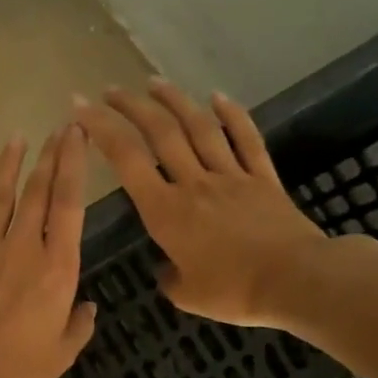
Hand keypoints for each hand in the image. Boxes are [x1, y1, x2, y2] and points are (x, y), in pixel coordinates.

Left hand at [0, 124, 96, 377]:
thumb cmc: (23, 373)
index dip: (74, 164)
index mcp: (57, 267)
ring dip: (9, 167)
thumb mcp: (64, 352)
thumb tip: (87, 306)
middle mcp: (23, 248)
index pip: (69, 203)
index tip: (77, 135)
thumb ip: (79, 323)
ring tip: (17, 139)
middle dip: (49, 156)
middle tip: (58, 129)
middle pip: (37, 191)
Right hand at [73, 79, 331, 326]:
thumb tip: (167, 268)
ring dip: (175, 101)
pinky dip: (232, 115)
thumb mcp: (187, 295)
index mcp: (166, 212)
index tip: (82, 108)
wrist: (296, 281)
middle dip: (131, 107)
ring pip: (199, 128)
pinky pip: (246, 140)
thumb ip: (169, 277)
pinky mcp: (263, 179)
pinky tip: (218, 97)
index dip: (101, 130)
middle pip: (160, 133)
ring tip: (155, 82)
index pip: (127, 161)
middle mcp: (194, 184)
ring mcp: (231, 176)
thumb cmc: (234, 292)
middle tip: (111, 90)